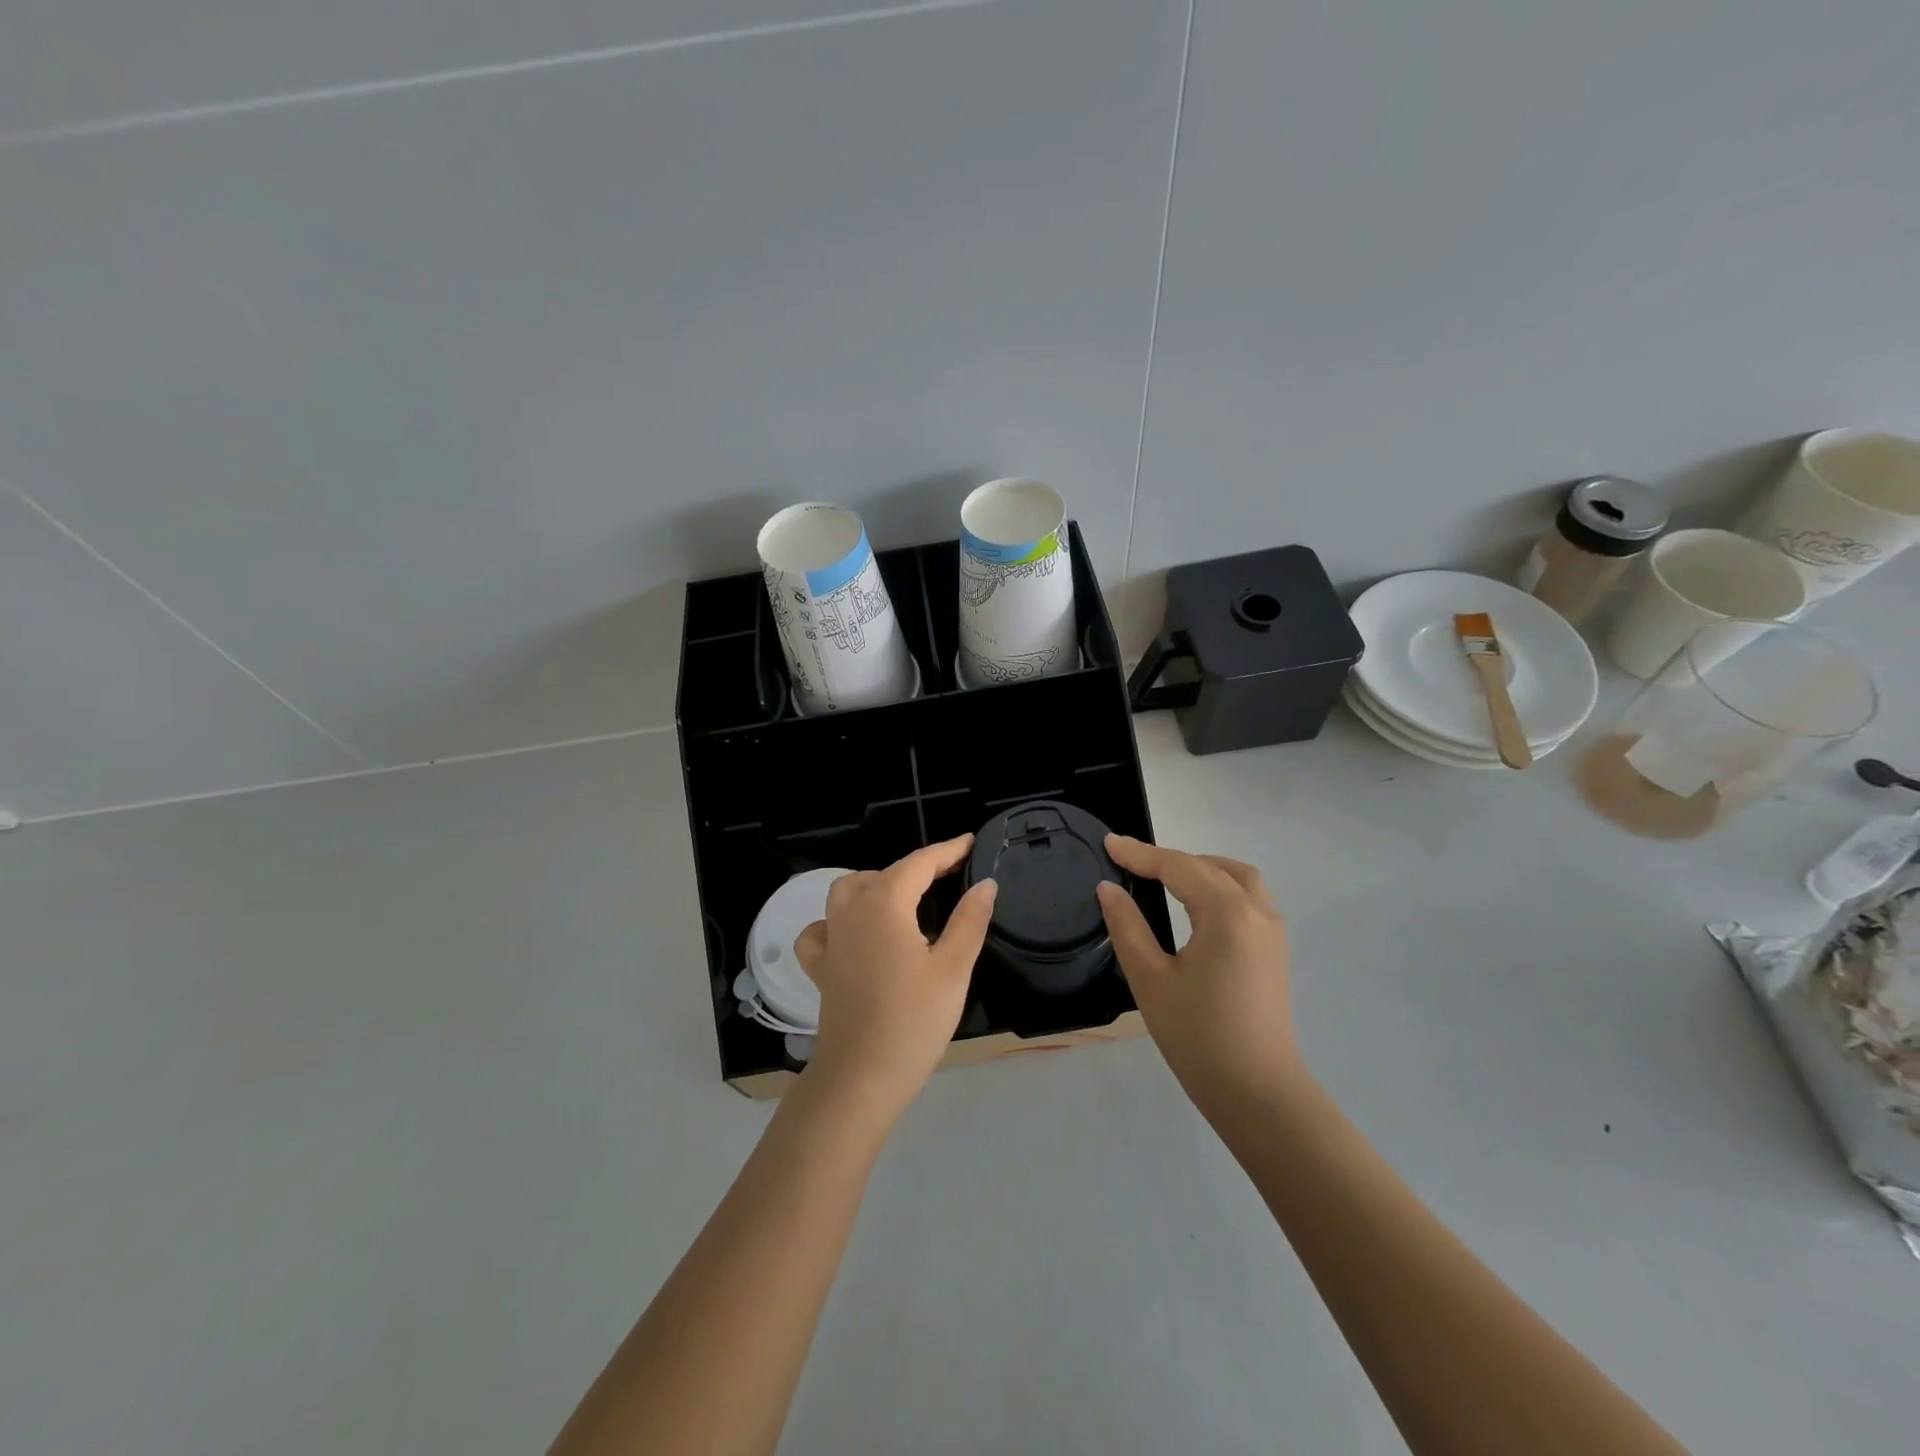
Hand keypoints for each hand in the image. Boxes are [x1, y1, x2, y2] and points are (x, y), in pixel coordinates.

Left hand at [793, 836, 996, 1122]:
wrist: (860, 1078)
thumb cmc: (913, 1020)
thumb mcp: (953, 968)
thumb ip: (970, 920)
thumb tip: (986, 883)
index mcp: (884, 904)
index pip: (919, 863)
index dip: (947, 850)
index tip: (971, 843)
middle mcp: (851, 911)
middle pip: (883, 873)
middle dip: (917, 868)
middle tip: (949, 876)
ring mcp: (830, 938)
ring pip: (848, 891)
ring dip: (877, 884)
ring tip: (906, 899)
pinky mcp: (821, 967)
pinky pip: (823, 929)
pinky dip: (838, 921)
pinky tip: (855, 935)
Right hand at [1096, 836, 1298, 1113]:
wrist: (1258, 1093)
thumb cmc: (1198, 1037)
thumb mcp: (1151, 980)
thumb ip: (1127, 927)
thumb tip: (1108, 889)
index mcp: (1227, 914)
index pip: (1178, 866)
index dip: (1140, 853)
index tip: (1108, 843)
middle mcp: (1257, 912)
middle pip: (1210, 866)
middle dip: (1170, 859)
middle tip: (1131, 865)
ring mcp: (1273, 931)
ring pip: (1238, 877)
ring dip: (1202, 868)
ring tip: (1166, 878)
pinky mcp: (1276, 951)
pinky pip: (1249, 898)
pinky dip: (1221, 886)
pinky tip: (1197, 906)